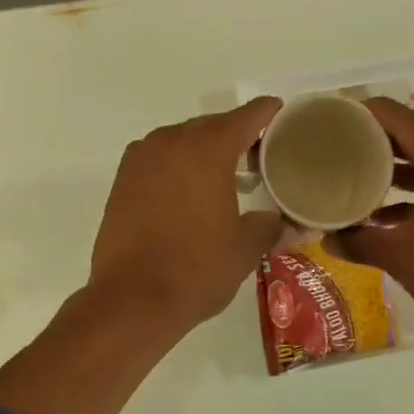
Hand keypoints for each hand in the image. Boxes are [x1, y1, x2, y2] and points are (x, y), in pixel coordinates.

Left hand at [89, 96, 285, 334]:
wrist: (132, 299)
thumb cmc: (197, 269)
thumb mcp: (245, 248)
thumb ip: (272, 226)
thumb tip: (292, 223)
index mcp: (207, 149)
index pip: (247, 117)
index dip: (269, 114)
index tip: (285, 118)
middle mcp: (170, 142)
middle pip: (212, 126)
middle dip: (237, 138)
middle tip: (261, 160)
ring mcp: (140, 160)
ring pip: (181, 143)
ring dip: (204, 153)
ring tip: (226, 180)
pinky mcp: (121, 182)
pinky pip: (158, 162)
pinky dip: (177, 169)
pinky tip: (190, 196)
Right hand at [326, 97, 413, 326]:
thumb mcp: (399, 255)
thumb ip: (359, 240)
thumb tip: (326, 238)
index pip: (405, 121)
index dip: (371, 114)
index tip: (341, 116)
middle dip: (382, 146)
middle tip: (345, 148)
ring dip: (400, 174)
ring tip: (361, 181)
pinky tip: (389, 216)